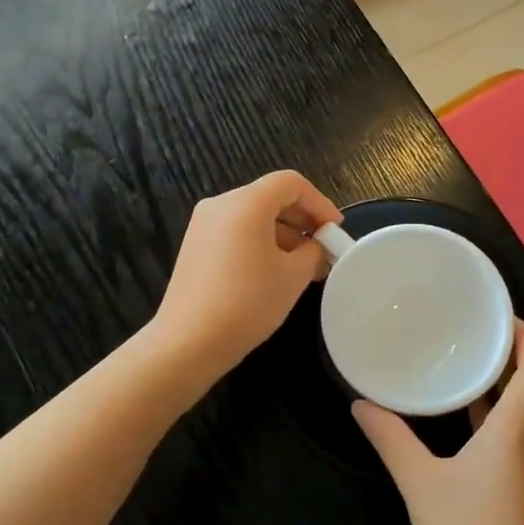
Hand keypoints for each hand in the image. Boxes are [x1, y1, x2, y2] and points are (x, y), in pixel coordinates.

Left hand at [152, 171, 341, 382]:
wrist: (189, 341)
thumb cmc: (248, 302)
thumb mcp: (293, 276)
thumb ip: (313, 252)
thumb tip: (316, 248)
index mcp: (246, 202)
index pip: (291, 183)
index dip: (319, 203)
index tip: (335, 231)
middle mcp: (221, 204)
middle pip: (271, 197)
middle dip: (302, 220)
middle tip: (324, 249)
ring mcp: (203, 225)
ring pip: (253, 216)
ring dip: (283, 234)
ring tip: (304, 267)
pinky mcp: (195, 246)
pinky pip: (236, 232)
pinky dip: (260, 243)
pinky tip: (274, 273)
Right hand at [354, 321, 523, 524]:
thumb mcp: (421, 485)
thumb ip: (391, 439)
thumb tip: (360, 402)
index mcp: (517, 431)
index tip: (496, 313)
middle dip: (522, 349)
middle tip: (482, 327)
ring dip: (516, 377)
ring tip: (474, 355)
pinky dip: (506, 406)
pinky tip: (470, 408)